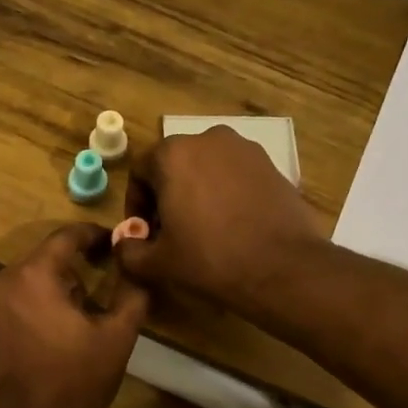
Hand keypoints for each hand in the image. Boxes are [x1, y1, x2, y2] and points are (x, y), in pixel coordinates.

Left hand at [0, 226, 148, 407]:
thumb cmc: (80, 381)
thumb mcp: (119, 335)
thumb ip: (131, 290)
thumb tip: (134, 263)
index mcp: (34, 276)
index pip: (65, 238)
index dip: (91, 236)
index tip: (108, 242)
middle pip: (37, 264)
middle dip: (64, 274)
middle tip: (87, 300)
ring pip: (15, 289)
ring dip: (37, 298)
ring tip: (59, 328)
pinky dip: (15, 321)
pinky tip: (32, 347)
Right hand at [117, 126, 323, 309]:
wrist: (282, 268)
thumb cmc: (210, 260)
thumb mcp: (157, 263)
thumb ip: (129, 250)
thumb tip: (125, 243)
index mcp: (172, 154)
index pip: (139, 172)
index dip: (135, 205)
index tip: (144, 233)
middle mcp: (208, 139)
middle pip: (174, 165)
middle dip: (166, 196)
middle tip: (170, 232)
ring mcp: (245, 149)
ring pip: (207, 168)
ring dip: (197, 193)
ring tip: (203, 230)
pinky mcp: (272, 165)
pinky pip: (236, 175)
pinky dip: (226, 194)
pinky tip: (233, 226)